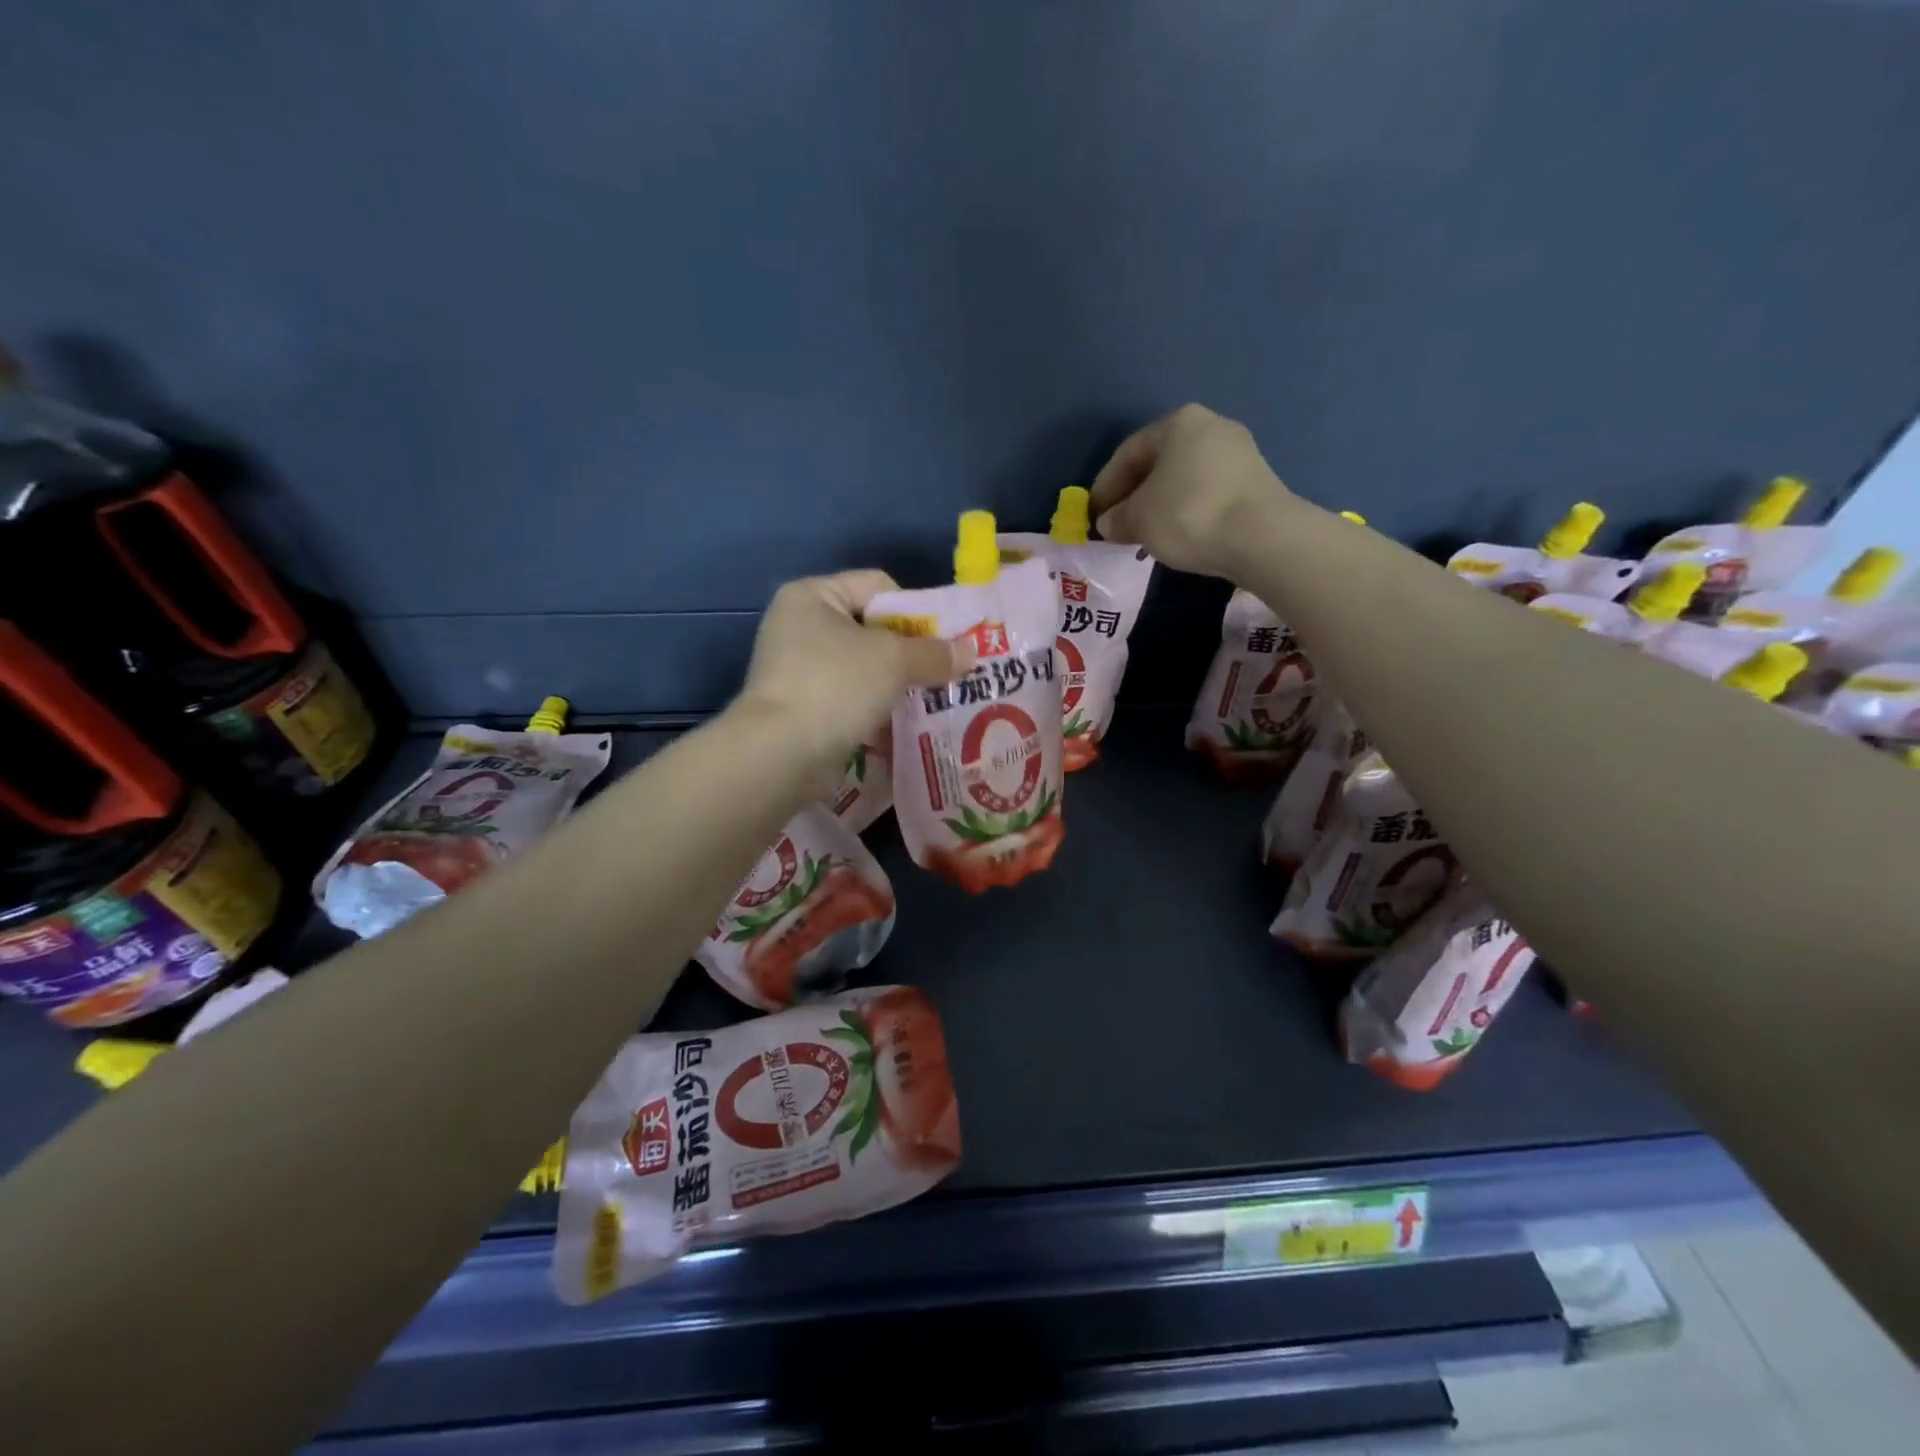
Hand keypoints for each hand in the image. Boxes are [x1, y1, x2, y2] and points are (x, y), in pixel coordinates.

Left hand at [738, 571, 970, 767]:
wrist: (780, 754)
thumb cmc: (834, 686)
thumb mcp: (892, 661)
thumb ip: (933, 653)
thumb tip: (971, 652)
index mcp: (813, 596)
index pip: (878, 586)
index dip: (915, 609)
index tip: (944, 641)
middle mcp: (800, 625)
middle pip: (873, 628)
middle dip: (911, 651)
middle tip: (946, 672)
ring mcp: (798, 669)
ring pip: (865, 666)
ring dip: (898, 683)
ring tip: (934, 699)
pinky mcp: (803, 706)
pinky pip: (852, 697)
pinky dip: (877, 707)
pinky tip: (906, 722)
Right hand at [1089, 404, 1293, 578]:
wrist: (1261, 537)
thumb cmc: (1188, 514)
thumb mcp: (1138, 519)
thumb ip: (1117, 518)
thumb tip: (1110, 522)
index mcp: (1178, 422)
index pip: (1128, 453)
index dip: (1105, 486)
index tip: (1094, 516)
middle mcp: (1210, 426)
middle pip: (1158, 463)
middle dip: (1134, 495)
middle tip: (1118, 526)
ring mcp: (1238, 452)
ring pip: (1183, 479)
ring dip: (1160, 505)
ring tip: (1146, 535)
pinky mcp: (1256, 481)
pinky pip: (1207, 493)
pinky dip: (1186, 511)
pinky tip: (1179, 535)